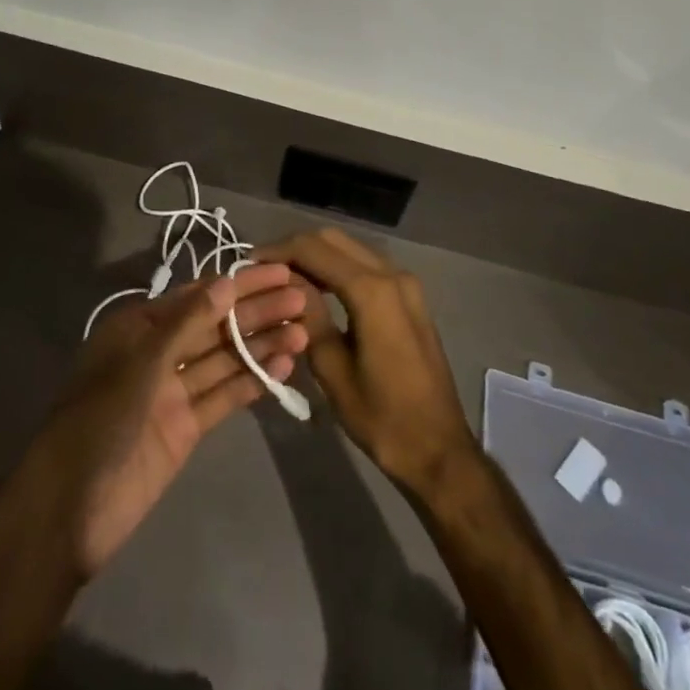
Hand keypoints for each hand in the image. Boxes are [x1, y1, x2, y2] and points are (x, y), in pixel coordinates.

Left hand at [28, 266, 308, 576]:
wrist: (69, 509)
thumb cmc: (99, 420)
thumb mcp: (142, 363)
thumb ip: (187, 323)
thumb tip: (228, 281)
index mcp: (141, 326)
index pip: (200, 295)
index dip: (241, 282)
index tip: (281, 271)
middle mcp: (158, 352)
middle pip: (216, 325)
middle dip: (257, 311)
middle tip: (304, 299)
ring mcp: (172, 391)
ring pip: (224, 359)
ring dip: (261, 344)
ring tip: (304, 332)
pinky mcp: (185, 428)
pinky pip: (223, 396)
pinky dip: (251, 381)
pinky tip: (284, 367)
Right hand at [257, 229, 475, 498]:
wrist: (439, 449)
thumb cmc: (382, 417)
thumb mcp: (332, 369)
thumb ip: (307, 316)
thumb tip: (284, 282)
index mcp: (372, 291)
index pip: (314, 249)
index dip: (278, 251)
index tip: (249, 264)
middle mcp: (392, 274)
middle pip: (333, 240)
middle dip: (296, 249)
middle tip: (265, 271)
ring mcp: (405, 283)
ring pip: (351, 248)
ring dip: (317, 255)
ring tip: (285, 280)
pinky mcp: (410, 296)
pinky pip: (367, 264)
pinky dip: (338, 267)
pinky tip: (317, 289)